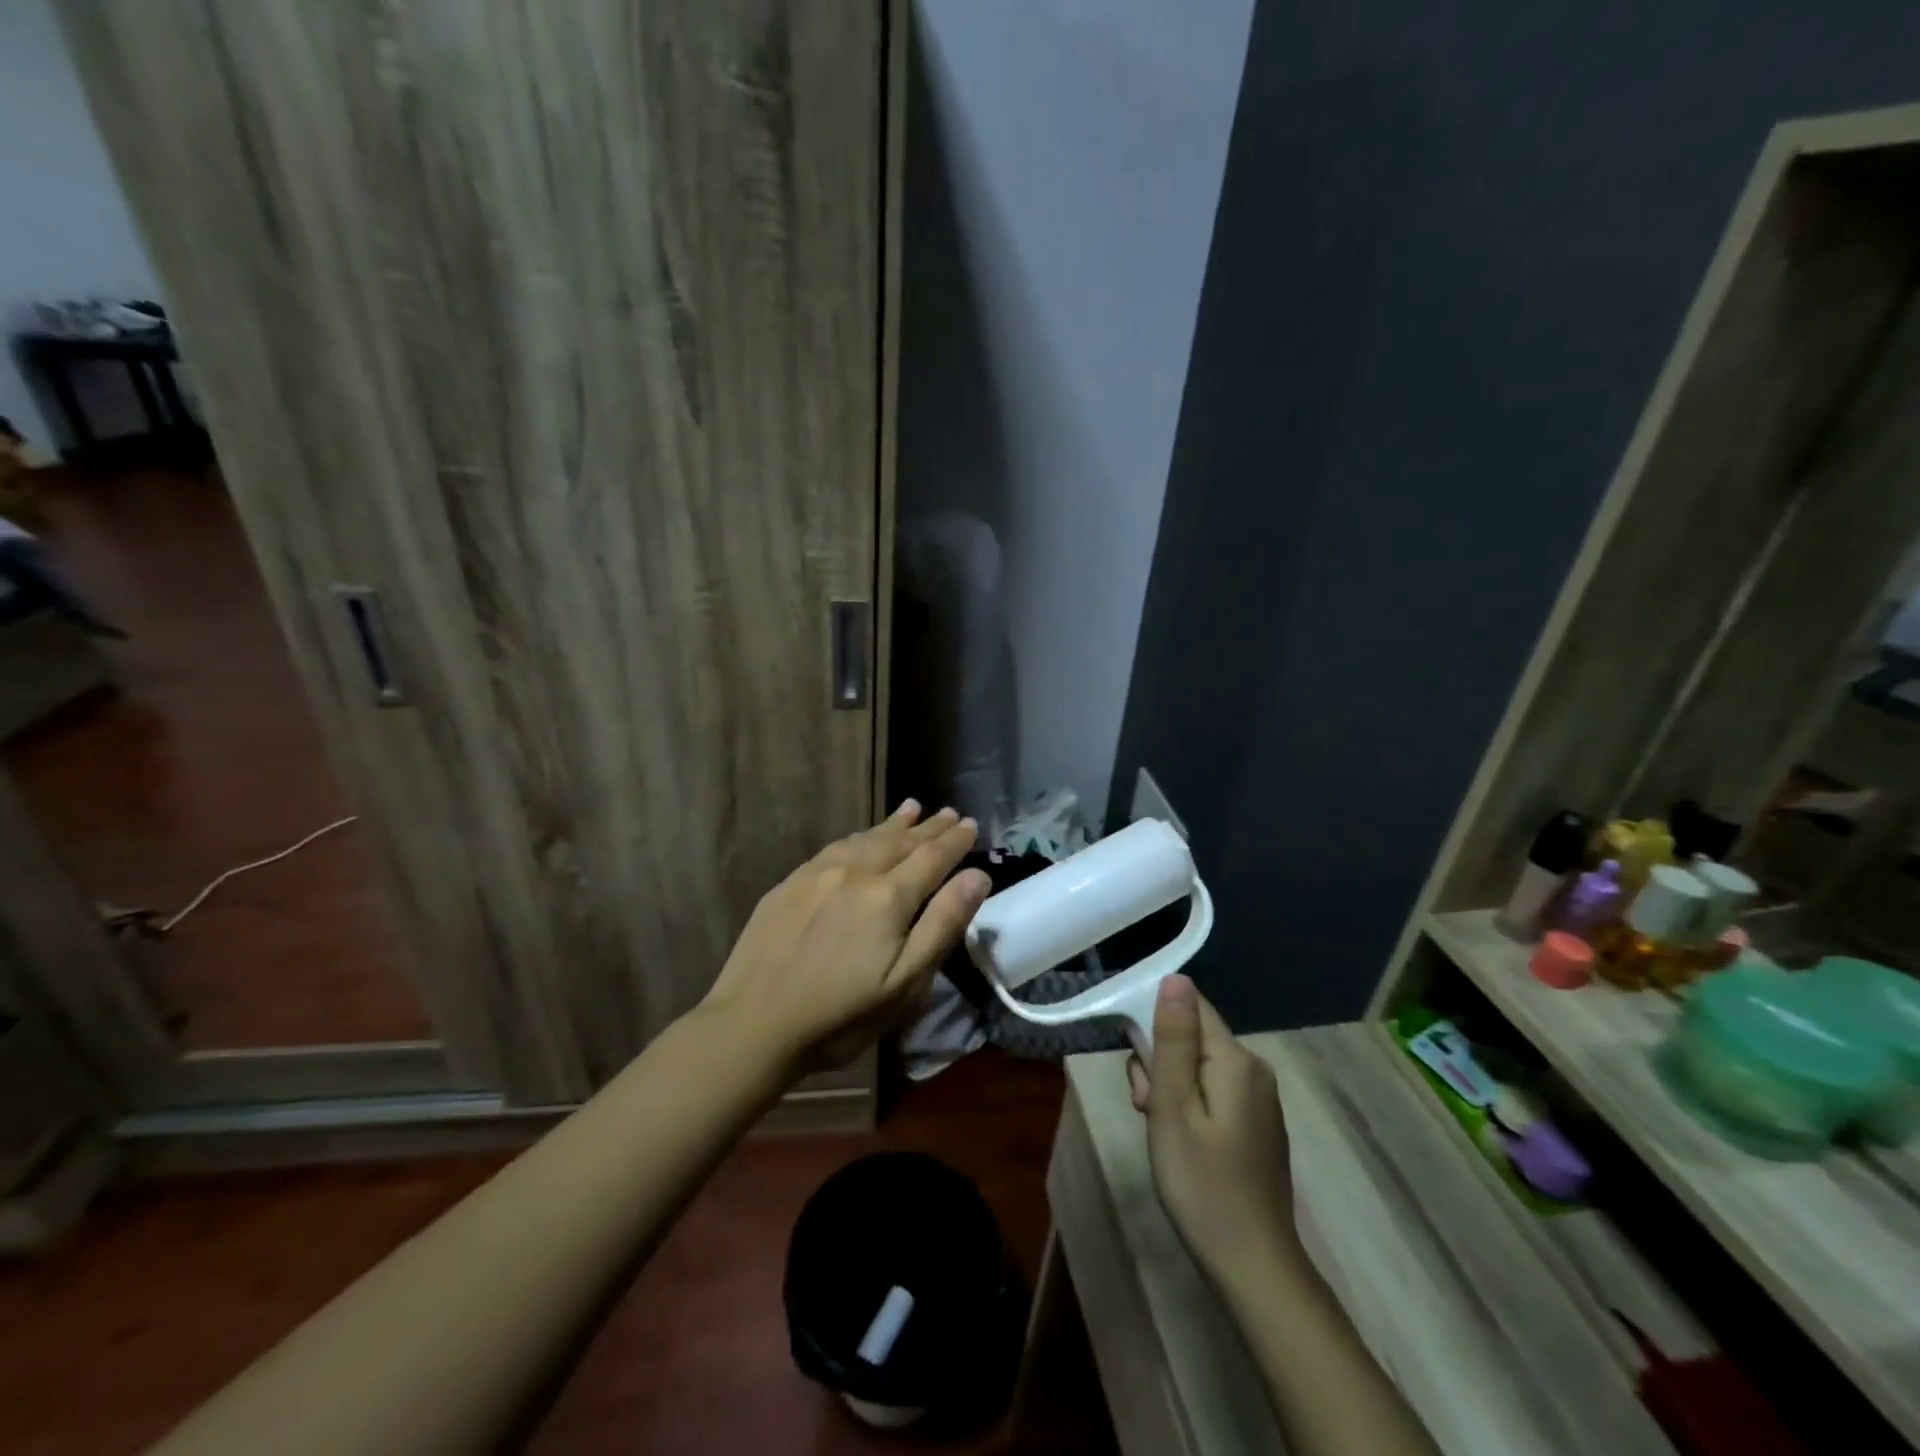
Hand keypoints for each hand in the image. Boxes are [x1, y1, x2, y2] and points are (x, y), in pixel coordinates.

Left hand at [700, 801, 989, 1074]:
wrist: (752, 1024)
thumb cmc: (839, 1016)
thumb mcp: (905, 983)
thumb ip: (943, 925)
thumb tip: (977, 875)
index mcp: (888, 897)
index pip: (932, 858)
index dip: (954, 841)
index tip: (972, 825)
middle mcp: (854, 872)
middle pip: (900, 841)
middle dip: (929, 827)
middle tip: (949, 813)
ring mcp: (817, 874)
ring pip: (866, 839)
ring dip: (894, 824)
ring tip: (912, 809)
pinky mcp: (789, 884)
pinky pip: (835, 847)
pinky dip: (859, 836)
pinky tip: (861, 838)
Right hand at [1128, 976, 1298, 1278]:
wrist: (1254, 1268)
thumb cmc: (1202, 1184)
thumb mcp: (1172, 1107)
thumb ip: (1173, 1040)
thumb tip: (1176, 979)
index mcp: (1237, 1060)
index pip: (1191, 1008)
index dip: (1156, 1026)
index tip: (1139, 1066)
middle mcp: (1255, 1070)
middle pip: (1193, 1039)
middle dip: (1160, 1064)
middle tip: (1146, 1110)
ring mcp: (1260, 1100)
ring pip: (1200, 1068)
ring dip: (1170, 1089)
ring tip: (1160, 1132)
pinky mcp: (1257, 1125)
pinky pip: (1214, 1093)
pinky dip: (1190, 1108)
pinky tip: (1181, 1143)